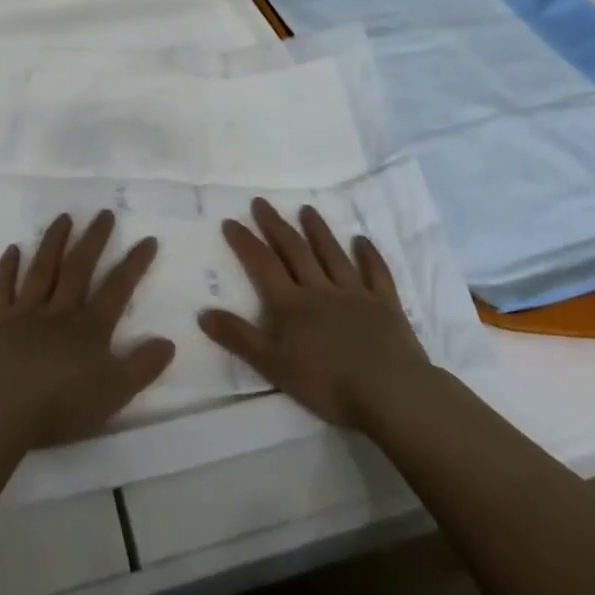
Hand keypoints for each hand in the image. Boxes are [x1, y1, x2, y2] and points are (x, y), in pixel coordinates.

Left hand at [0, 210, 175, 449]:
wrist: (0, 406)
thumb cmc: (61, 404)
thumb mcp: (114, 392)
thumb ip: (142, 366)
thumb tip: (168, 341)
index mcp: (90, 328)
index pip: (118, 289)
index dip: (134, 264)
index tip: (147, 238)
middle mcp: (60, 311)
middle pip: (79, 268)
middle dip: (94, 240)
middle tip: (104, 213)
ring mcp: (25, 312)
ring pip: (42, 269)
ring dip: (54, 242)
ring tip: (64, 217)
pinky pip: (1, 288)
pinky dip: (6, 268)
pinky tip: (12, 249)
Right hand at [198, 197, 432, 429]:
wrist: (390, 392)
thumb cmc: (328, 384)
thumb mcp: (274, 367)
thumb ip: (240, 338)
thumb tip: (204, 312)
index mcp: (292, 304)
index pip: (263, 265)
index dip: (245, 242)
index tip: (231, 221)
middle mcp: (320, 289)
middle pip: (294, 251)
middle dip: (276, 226)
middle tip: (261, 202)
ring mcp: (355, 293)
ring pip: (332, 254)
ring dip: (318, 231)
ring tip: (306, 210)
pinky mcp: (385, 304)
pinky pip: (376, 273)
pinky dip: (369, 255)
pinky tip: (362, 240)